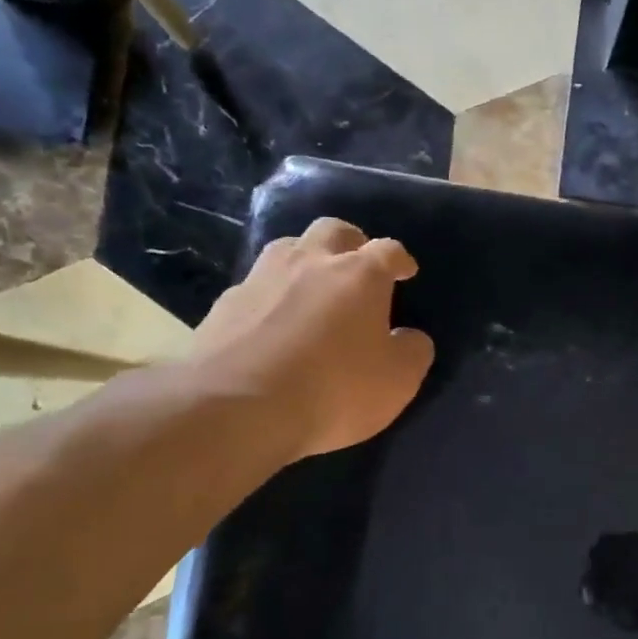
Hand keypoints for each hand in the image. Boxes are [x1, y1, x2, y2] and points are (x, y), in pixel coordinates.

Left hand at [187, 217, 434, 462]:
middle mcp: (310, 262)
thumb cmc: (334, 390)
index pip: (388, 250)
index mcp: (360, 275)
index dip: (400, 259)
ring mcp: (262, 278)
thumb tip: (409, 337)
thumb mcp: (397, 381)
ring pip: (288, 248)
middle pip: (334, 231)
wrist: (237, 408)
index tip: (405, 271)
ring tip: (313, 288)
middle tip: (358, 267)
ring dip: (306, 260)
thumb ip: (412, 352)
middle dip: (351, 243)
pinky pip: (256, 286)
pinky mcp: (225, 304)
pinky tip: (272, 323)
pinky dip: (271, 296)